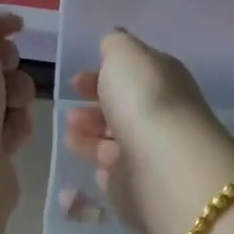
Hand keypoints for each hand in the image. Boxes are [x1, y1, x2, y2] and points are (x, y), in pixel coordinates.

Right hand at [62, 31, 233, 233]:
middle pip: (124, 110)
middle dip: (95, 107)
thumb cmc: (143, 100)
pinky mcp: (140, 189)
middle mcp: (162, 117)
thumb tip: (115, 43)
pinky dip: (102, 167)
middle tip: (70, 109)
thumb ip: (116, 45)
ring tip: (69, 133)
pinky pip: (117, 175)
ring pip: (116, 142)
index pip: (133, 76)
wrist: (162, 165)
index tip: (75, 80)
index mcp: (164, 81)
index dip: (102, 75)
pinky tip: (90, 164)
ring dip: (91, 136)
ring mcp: (151, 155)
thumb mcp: (126, 55)